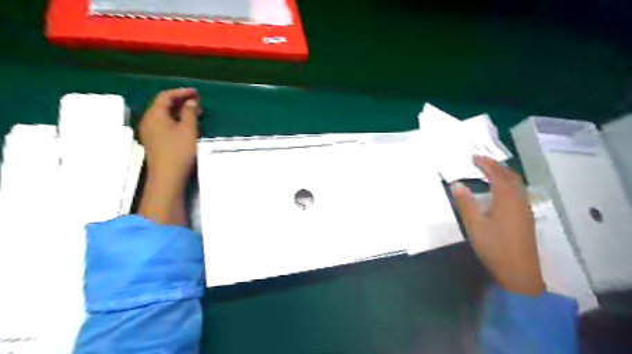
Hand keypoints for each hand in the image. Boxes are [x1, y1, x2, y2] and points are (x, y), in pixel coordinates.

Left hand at [139, 88, 201, 183]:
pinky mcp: (154, 141)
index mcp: (155, 115)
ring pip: (164, 115)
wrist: (167, 177)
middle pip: (163, 105)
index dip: (181, 92)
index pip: (166, 96)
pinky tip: (186, 125)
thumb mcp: (188, 129)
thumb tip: (190, 102)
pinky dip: (176, 120)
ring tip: (195, 113)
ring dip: (179, 111)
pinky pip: (164, 124)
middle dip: (180, 101)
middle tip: (197, 102)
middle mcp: (149, 120)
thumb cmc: (179, 151)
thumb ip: (190, 113)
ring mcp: (150, 132)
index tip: (196, 92)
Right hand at [452, 155, 545, 294]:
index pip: (496, 174)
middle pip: (510, 176)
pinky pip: (518, 192)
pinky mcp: (525, 217)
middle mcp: (519, 200)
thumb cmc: (494, 246)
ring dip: (503, 174)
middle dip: (496, 166)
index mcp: (506, 199)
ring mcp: (525, 209)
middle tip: (481, 161)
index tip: (473, 157)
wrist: (519, 272)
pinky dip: (508, 184)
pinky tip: (499, 191)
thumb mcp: (475, 225)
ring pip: (516, 184)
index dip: (485, 164)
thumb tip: (456, 184)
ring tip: (489, 171)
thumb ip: (465, 203)